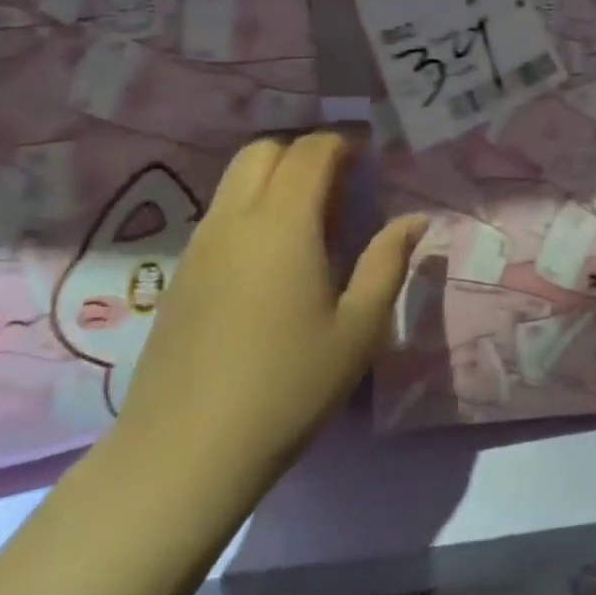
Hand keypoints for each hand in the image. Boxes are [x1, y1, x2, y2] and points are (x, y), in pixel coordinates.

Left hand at [112, 130, 425, 511]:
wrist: (185, 452)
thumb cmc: (288, 386)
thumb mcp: (358, 327)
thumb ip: (387, 262)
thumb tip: (414, 219)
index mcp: (283, 222)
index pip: (311, 150)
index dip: (343, 142)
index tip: (370, 155)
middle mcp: (235, 219)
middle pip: (264, 150)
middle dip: (305, 150)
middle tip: (341, 182)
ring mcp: (200, 244)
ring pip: (236, 179)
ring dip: (276, 177)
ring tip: (312, 220)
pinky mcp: (181, 274)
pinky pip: (221, 213)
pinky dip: (252, 207)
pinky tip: (274, 258)